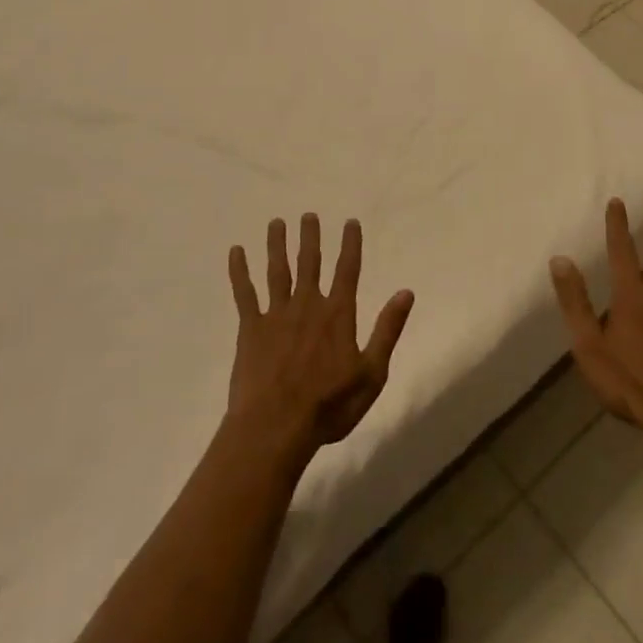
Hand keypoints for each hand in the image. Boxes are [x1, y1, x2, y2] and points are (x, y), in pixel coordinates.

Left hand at [227, 214, 413, 459]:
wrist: (276, 427)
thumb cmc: (329, 405)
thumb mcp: (372, 373)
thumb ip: (388, 330)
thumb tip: (406, 292)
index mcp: (338, 314)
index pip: (347, 270)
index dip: (350, 244)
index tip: (350, 222)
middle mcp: (308, 304)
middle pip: (310, 262)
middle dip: (310, 237)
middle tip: (308, 215)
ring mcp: (276, 314)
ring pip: (278, 270)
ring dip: (277, 245)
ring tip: (276, 222)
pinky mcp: (250, 328)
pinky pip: (244, 293)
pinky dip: (239, 271)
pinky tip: (236, 252)